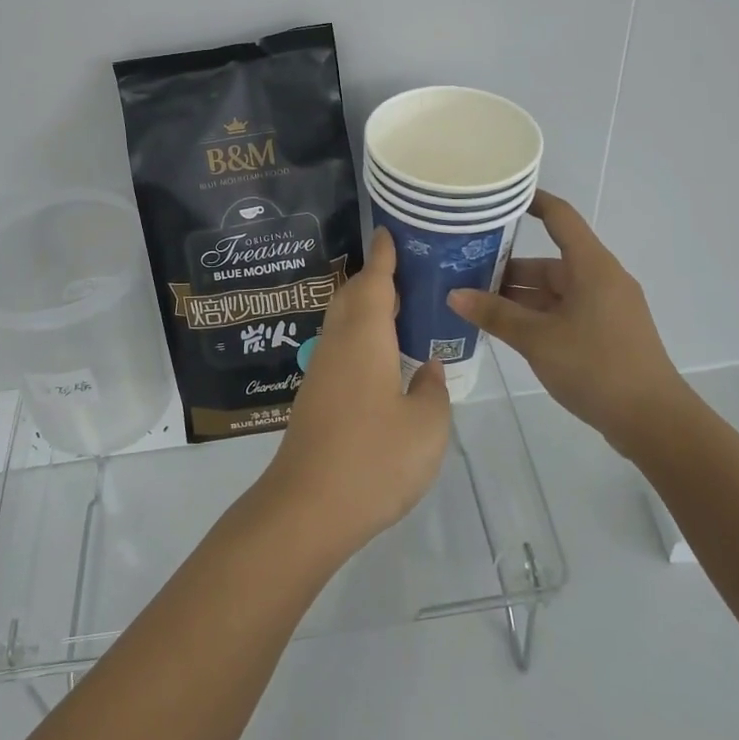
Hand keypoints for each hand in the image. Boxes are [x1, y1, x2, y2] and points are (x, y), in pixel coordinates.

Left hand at [257, 228, 452, 558]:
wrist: (307, 507)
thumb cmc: (374, 459)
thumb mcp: (426, 427)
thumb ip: (431, 390)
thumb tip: (426, 368)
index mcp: (365, 337)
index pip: (375, 282)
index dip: (384, 256)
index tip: (389, 232)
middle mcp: (338, 343)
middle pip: (353, 296)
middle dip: (375, 278)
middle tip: (406, 271)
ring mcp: (322, 370)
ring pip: (343, 322)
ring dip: (365, 307)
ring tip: (399, 309)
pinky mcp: (315, 396)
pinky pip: (340, 347)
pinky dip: (360, 335)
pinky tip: (380, 356)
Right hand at [447, 189, 684, 458]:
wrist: (654, 422)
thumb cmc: (596, 366)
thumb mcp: (537, 339)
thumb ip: (495, 314)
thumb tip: (454, 294)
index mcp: (591, 266)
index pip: (559, 216)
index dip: (531, 201)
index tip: (496, 197)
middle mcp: (600, 278)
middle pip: (548, 260)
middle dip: (507, 266)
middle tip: (464, 268)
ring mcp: (605, 307)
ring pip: (553, 289)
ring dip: (518, 295)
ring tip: (475, 301)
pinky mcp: (605, 332)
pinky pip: (563, 311)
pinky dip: (535, 314)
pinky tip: (505, 328)